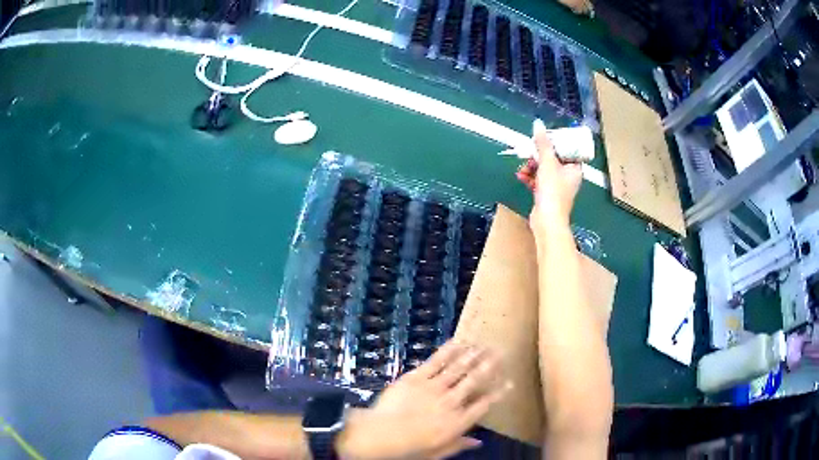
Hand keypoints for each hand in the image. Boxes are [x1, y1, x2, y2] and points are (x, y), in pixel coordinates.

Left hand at [337, 342, 511, 458]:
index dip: (499, 392)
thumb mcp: (437, 452)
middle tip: (501, 353)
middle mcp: (451, 402)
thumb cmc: (409, 448)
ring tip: (484, 345)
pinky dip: (448, 351)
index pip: (484, 405)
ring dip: (473, 355)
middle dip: (489, 366)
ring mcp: (434, 387)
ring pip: (458, 368)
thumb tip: (479, 442)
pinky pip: (436, 362)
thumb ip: (459, 445)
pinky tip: (458, 342)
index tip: (510, 382)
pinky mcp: (417, 377)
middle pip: (475, 380)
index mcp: (458, 422)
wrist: (382, 434)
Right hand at [516, 119, 582, 229]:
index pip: (568, 149)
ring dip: (532, 166)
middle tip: (529, 152)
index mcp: (575, 168)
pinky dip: (530, 177)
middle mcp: (569, 176)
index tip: (544, 138)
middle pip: (554, 158)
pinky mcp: (547, 194)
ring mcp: (558, 186)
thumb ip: (542, 144)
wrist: (547, 221)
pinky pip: (539, 180)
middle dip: (539, 155)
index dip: (557, 142)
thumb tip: (538, 124)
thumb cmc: (553, 191)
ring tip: (523, 167)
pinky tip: (521, 176)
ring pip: (544, 169)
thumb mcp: (547, 164)